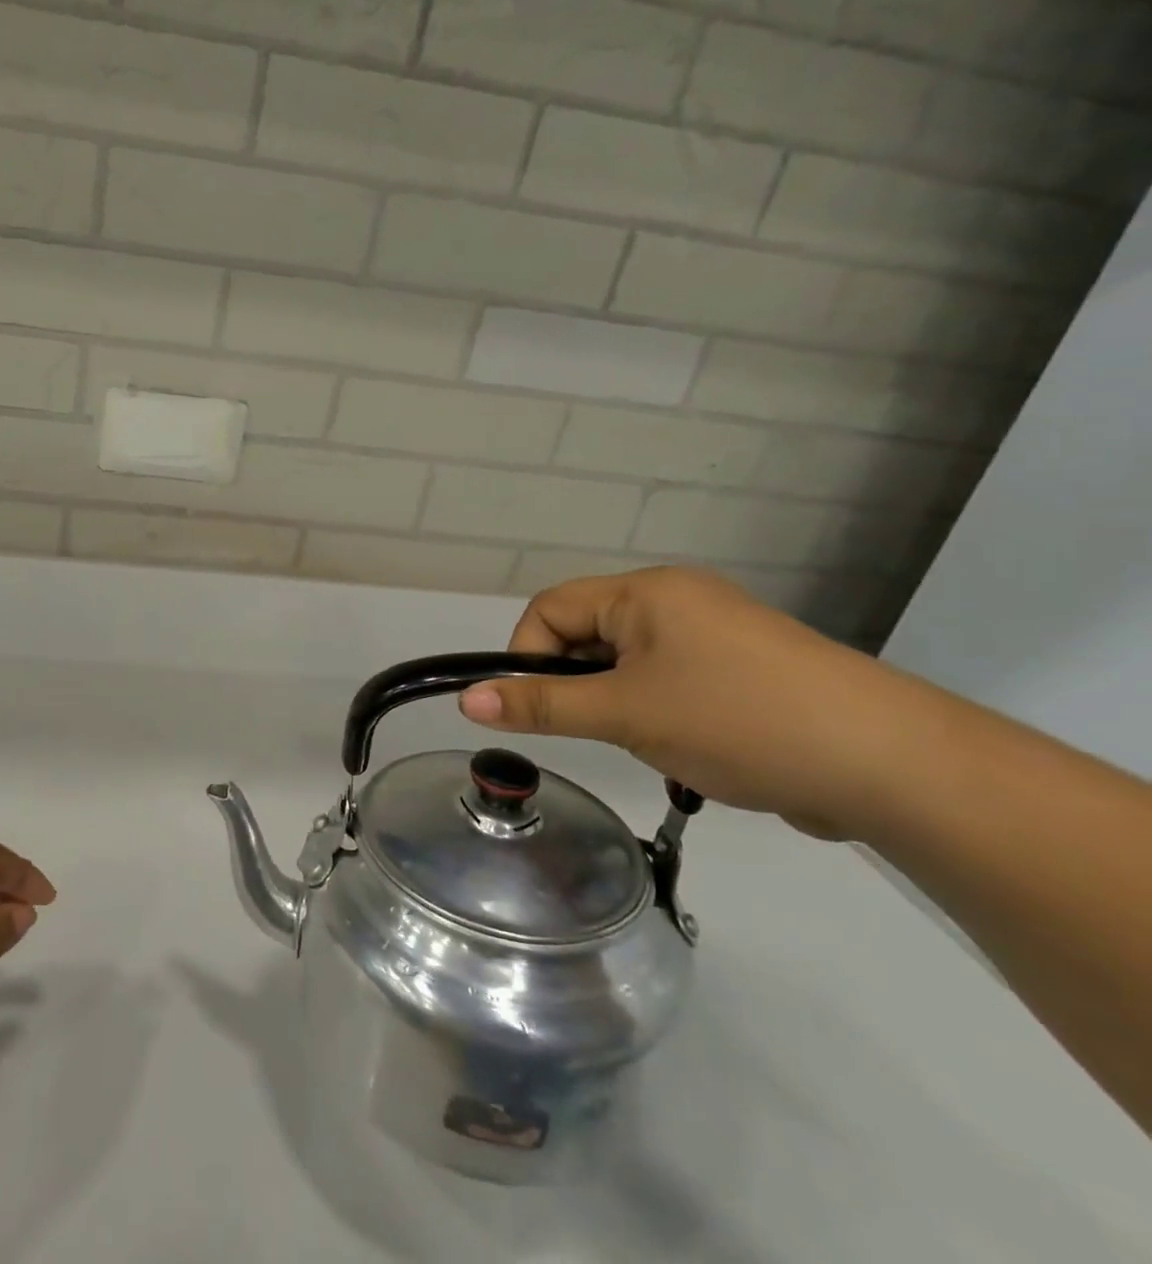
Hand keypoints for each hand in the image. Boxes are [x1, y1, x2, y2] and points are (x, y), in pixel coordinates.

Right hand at [457, 566, 911, 838]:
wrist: (893, 766)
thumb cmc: (736, 720)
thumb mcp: (625, 714)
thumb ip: (541, 705)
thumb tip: (465, 699)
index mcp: (646, 592)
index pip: (550, 609)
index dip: (527, 656)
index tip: (536, 708)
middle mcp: (677, 601)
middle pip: (588, 634)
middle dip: (577, 684)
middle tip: (599, 728)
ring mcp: (716, 635)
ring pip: (628, 663)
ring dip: (618, 702)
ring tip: (649, 742)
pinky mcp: (744, 671)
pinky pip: (670, 681)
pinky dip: (659, 712)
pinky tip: (689, 748)